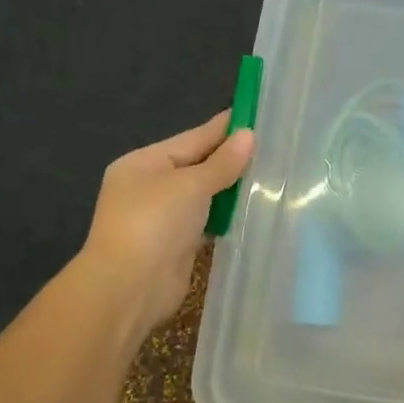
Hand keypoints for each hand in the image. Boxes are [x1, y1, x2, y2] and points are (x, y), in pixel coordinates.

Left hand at [80, 111, 253, 334]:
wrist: (129, 287)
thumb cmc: (154, 223)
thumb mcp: (189, 185)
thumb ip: (221, 163)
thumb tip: (248, 136)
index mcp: (145, 163)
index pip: (193, 138)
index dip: (224, 127)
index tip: (256, 115)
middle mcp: (151, 186)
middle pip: (198, 165)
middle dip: (232, 158)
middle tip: (274, 145)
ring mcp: (163, 217)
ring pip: (205, 195)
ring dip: (232, 188)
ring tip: (272, 174)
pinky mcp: (178, 244)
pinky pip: (208, 221)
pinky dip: (228, 215)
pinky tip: (254, 208)